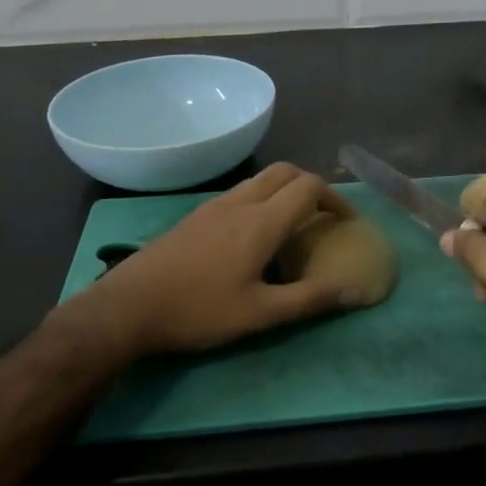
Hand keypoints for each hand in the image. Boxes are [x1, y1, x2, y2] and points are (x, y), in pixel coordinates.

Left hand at [64, 163, 361, 358]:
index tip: (346, 222)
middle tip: (323, 215)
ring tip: (294, 222)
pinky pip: (241, 191)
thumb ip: (310, 299)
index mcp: (261, 221)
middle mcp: (241, 202)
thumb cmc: (198, 311)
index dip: (335, 199)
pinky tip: (255, 233)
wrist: (129, 306)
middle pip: (286, 171)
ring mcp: (215, 205)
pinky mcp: (197, 214)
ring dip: (286, 189)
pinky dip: (263, 197)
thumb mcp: (260, 314)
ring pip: (261, 179)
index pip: (309, 187)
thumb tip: (356, 289)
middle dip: (312, 185)